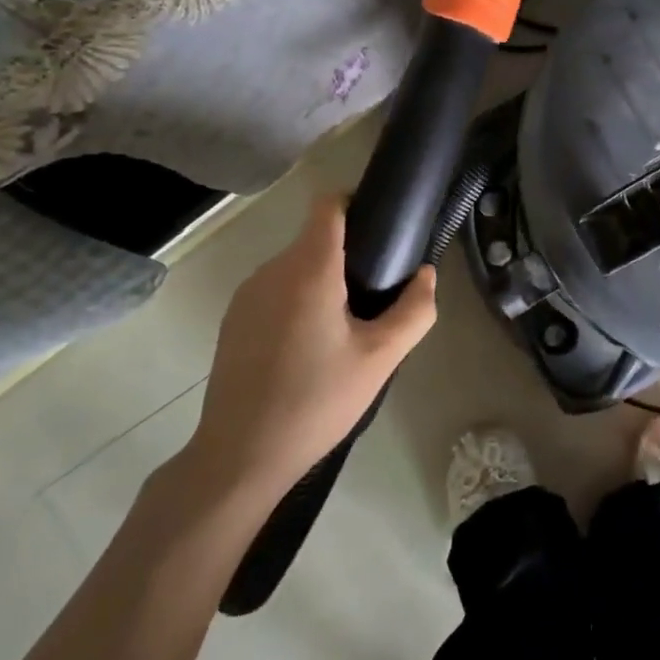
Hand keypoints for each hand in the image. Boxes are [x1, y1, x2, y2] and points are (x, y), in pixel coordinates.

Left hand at [176, 195, 436, 500]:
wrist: (240, 455)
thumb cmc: (317, 401)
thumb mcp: (381, 358)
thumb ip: (414, 310)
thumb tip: (426, 274)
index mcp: (309, 270)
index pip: (328, 205)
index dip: (356, 204)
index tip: (382, 230)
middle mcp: (272, 270)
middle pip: (316, 239)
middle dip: (349, 256)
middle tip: (375, 299)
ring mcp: (247, 295)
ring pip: (295, 267)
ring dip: (323, 282)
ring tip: (344, 330)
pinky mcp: (234, 320)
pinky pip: (275, 291)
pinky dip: (298, 302)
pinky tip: (309, 350)